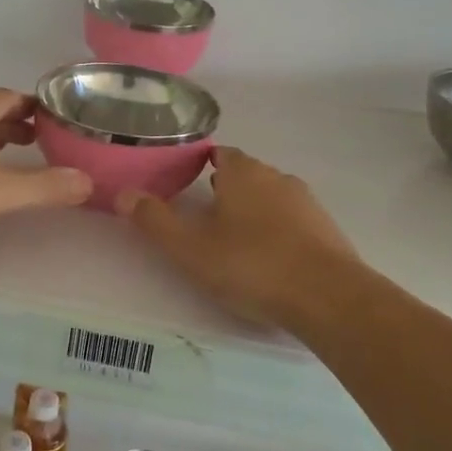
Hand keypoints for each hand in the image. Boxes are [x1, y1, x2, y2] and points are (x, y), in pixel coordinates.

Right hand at [119, 148, 361, 328]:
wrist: (328, 297)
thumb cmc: (251, 264)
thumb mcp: (190, 247)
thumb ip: (155, 220)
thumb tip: (123, 193)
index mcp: (244, 172)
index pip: (219, 153)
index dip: (199, 164)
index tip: (184, 184)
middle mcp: (277, 177)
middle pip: (245, 174)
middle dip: (225, 190)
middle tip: (203, 216)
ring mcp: (307, 203)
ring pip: (270, 197)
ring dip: (252, 211)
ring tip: (233, 241)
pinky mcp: (326, 230)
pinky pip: (293, 222)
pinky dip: (277, 232)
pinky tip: (269, 259)